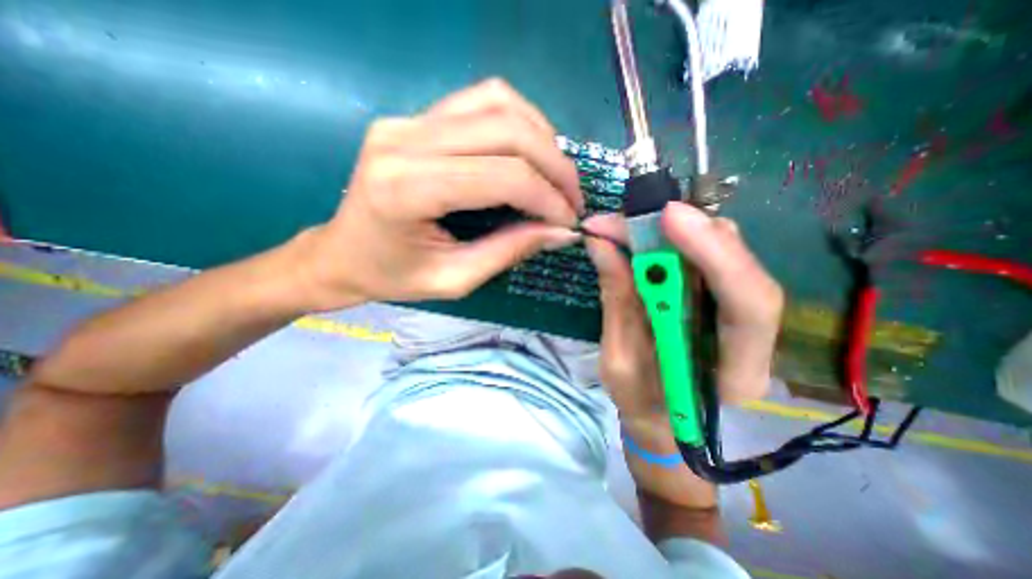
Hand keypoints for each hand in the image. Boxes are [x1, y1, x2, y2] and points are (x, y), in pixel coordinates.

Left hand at [294, 80, 582, 311]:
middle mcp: (405, 140)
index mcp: (406, 189)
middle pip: (506, 128)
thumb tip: (561, 231)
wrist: (341, 254)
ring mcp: (407, 121)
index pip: (502, 176)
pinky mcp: (414, 118)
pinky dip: (519, 124)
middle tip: (572, 199)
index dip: (547, 197)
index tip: (568, 221)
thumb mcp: (454, 279)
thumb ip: (509, 251)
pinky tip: (529, 155)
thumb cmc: (392, 277)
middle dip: (554, 165)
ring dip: (541, 138)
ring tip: (555, 177)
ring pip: (498, 102)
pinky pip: (480, 101)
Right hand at [584, 204, 777, 434]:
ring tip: (622, 228)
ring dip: (671, 233)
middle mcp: (750, 336)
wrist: (660, 419)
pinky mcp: (715, 298)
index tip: (668, 217)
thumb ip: (616, 301)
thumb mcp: (618, 360)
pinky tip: (637, 238)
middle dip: (683, 232)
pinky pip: (700, 257)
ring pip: (720, 252)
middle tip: (626, 219)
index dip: (714, 253)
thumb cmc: (641, 403)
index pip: (748, 304)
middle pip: (737, 264)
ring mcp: (735, 312)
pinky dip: (667, 241)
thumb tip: (601, 245)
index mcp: (735, 372)